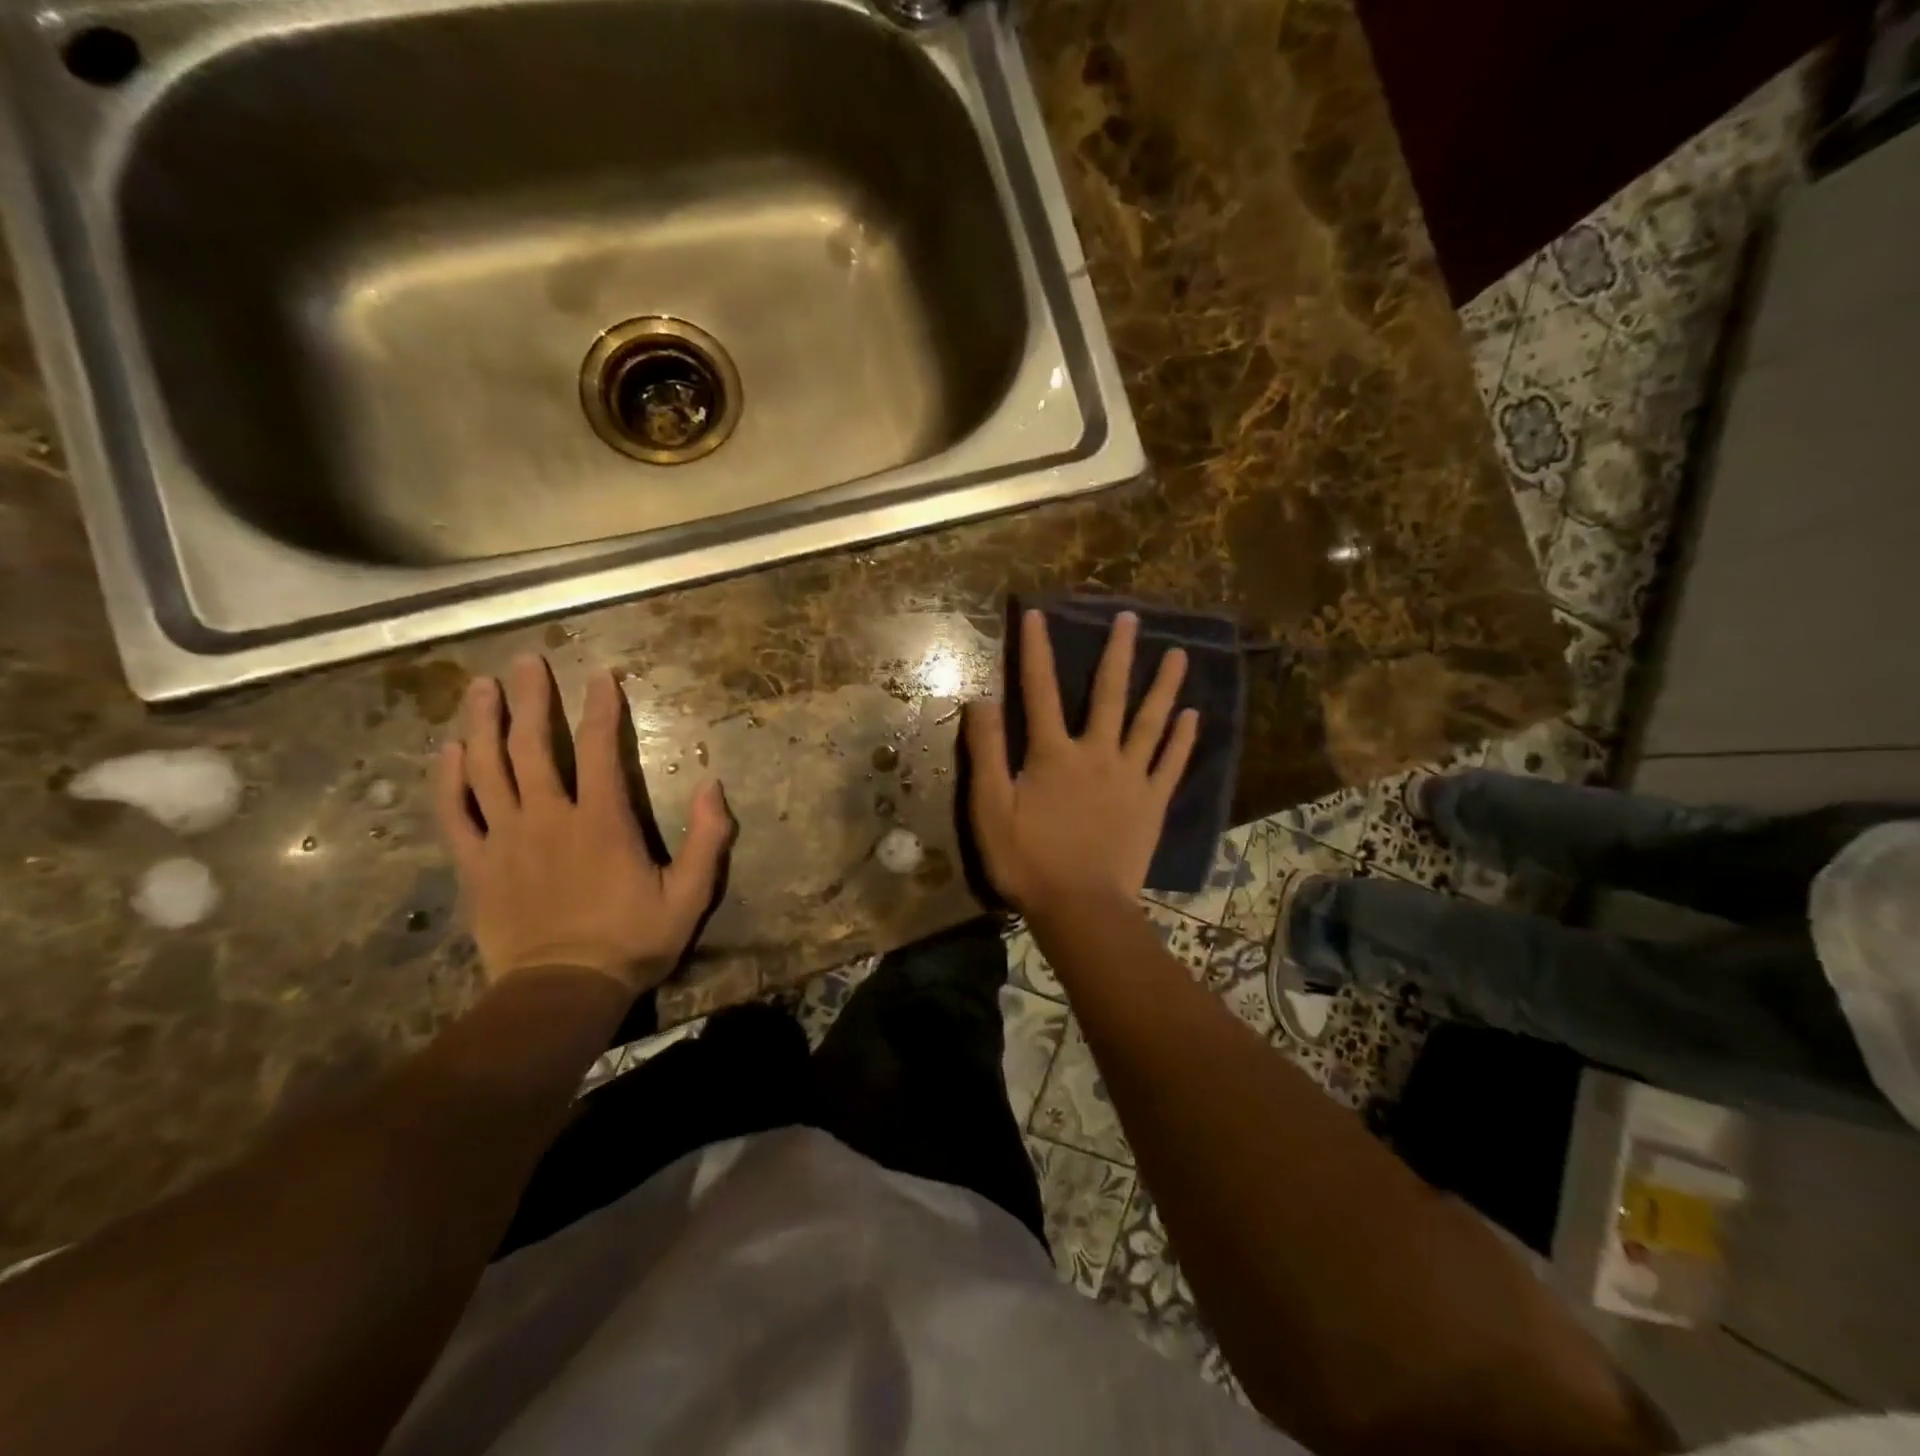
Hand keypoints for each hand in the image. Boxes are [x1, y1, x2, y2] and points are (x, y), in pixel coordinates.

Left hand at [434, 654, 732, 993]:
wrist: (562, 991)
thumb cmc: (632, 941)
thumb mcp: (690, 895)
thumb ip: (708, 839)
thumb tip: (714, 785)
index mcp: (601, 821)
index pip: (601, 750)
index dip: (602, 708)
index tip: (600, 675)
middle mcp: (549, 817)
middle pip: (533, 746)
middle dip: (531, 699)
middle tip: (525, 661)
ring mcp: (505, 839)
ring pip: (487, 769)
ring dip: (483, 723)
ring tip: (480, 687)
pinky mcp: (476, 864)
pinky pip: (454, 813)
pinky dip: (448, 779)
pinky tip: (449, 750)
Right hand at [964, 609, 1197, 915]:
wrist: (1081, 908)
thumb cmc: (1028, 860)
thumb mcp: (990, 808)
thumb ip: (985, 753)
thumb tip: (981, 700)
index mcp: (1053, 754)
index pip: (1039, 690)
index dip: (1036, 650)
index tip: (1037, 614)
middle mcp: (1096, 753)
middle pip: (1107, 694)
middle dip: (1117, 653)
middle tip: (1130, 618)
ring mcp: (1130, 777)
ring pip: (1150, 722)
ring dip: (1164, 686)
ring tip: (1180, 654)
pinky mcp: (1152, 803)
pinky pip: (1171, 764)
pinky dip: (1183, 739)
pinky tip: (1194, 716)